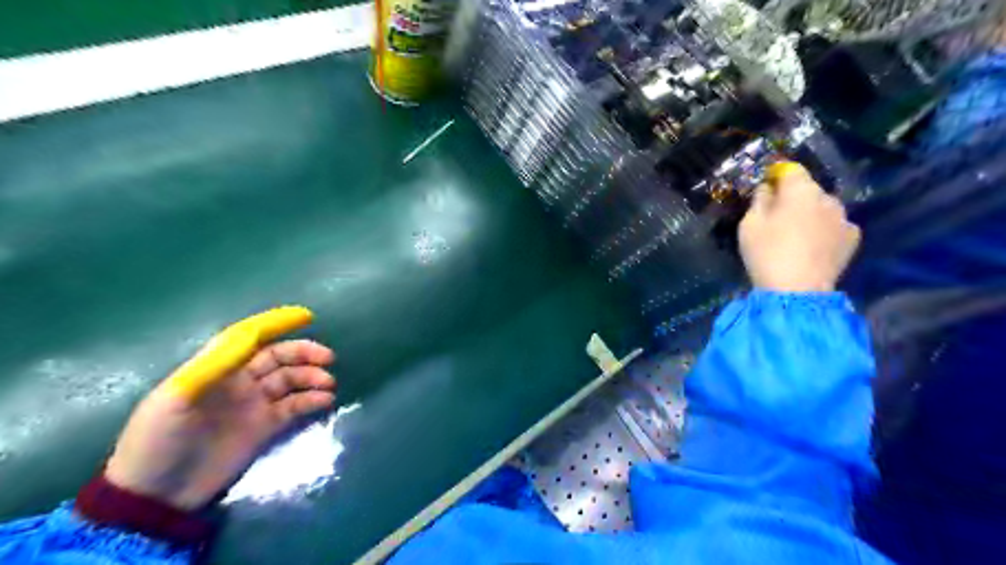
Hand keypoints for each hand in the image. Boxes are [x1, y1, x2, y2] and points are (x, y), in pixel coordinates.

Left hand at [103, 306, 334, 510]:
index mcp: (216, 368)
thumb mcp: (176, 397)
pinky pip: (294, 407)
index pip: (250, 337)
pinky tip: (325, 401)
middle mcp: (239, 381)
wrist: (155, 495)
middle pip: (278, 357)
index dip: (276, 323)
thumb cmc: (158, 439)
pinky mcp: (265, 428)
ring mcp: (254, 405)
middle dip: (304, 353)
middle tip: (328, 358)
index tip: (306, 317)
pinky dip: (311, 401)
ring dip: (311, 377)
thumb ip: (215, 365)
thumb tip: (250, 337)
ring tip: (328, 383)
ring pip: (291, 380)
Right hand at [741, 162, 860, 290]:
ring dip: (810, 214)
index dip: (776, 174)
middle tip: (777, 216)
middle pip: (808, 189)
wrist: (797, 290)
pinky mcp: (852, 238)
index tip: (766, 186)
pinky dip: (823, 230)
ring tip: (795, 234)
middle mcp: (828, 198)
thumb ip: (759, 200)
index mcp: (801, 190)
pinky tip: (812, 246)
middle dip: (793, 197)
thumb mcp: (749, 225)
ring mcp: (844, 218)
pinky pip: (834, 226)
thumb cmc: (767, 253)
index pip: (790, 169)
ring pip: (823, 208)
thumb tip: (767, 189)